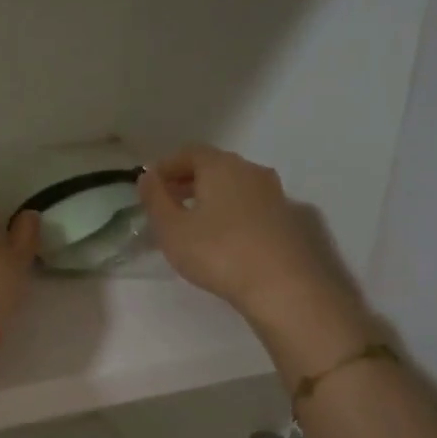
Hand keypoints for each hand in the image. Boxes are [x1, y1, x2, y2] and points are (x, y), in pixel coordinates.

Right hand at [138, 146, 374, 375]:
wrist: (284, 286)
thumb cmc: (218, 252)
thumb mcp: (171, 229)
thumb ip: (155, 199)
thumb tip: (147, 176)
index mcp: (220, 166)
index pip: (189, 152)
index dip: (166, 166)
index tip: (150, 186)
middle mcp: (251, 171)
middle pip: (214, 166)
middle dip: (188, 181)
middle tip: (168, 204)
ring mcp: (274, 194)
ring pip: (234, 186)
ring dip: (211, 197)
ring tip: (193, 222)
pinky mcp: (289, 219)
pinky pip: (250, 206)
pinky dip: (232, 212)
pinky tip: (223, 237)